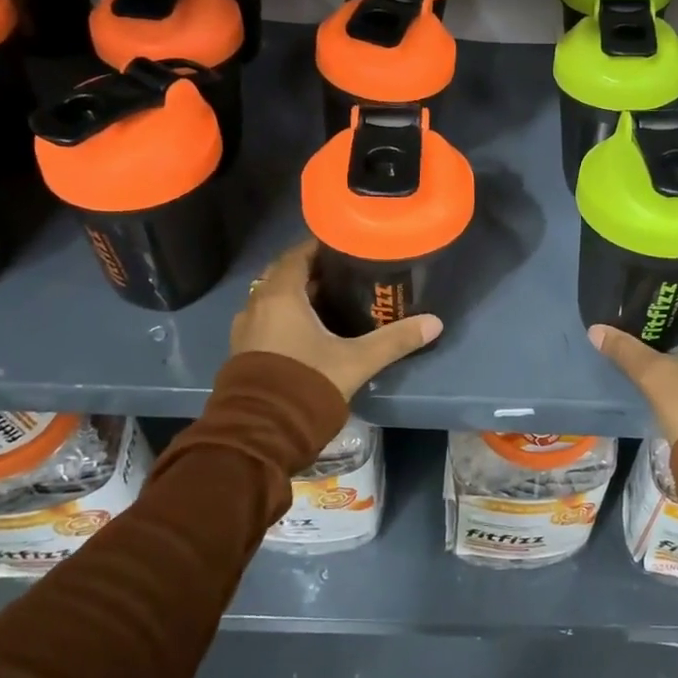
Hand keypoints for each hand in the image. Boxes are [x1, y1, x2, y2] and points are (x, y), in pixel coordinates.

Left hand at [230, 241, 442, 398]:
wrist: (261, 432)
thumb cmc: (307, 382)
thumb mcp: (357, 360)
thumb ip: (394, 340)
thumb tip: (435, 323)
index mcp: (281, 295)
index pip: (298, 255)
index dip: (320, 247)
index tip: (345, 245)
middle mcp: (257, 305)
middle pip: (284, 275)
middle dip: (311, 272)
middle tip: (344, 274)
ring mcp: (245, 330)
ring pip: (273, 300)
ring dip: (297, 297)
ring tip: (330, 301)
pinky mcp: (242, 352)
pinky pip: (266, 321)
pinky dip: (285, 317)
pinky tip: (308, 331)